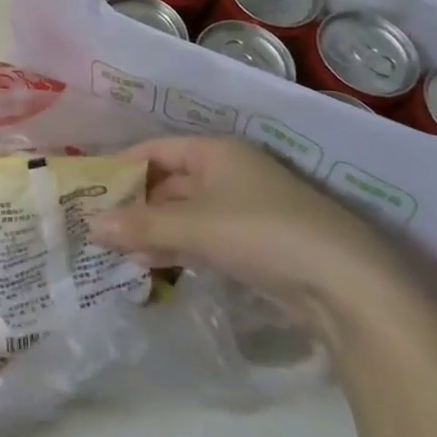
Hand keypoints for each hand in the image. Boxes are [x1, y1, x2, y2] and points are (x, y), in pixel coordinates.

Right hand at [89, 136, 411, 332]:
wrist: (347, 287)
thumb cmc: (263, 233)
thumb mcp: (194, 225)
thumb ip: (140, 224)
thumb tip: (89, 225)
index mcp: (217, 152)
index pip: (156, 149)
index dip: (122, 165)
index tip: (89, 186)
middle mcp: (229, 173)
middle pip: (168, 182)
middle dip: (134, 203)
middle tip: (96, 224)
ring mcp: (243, 210)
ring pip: (183, 213)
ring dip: (152, 229)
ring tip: (116, 251)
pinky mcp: (254, 245)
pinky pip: (202, 237)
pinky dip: (176, 247)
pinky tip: (151, 266)